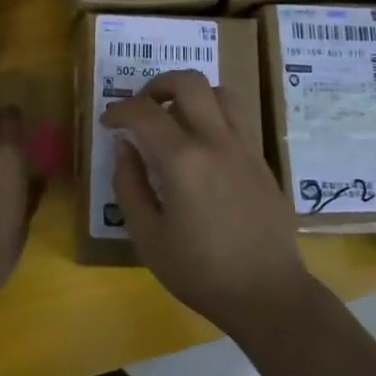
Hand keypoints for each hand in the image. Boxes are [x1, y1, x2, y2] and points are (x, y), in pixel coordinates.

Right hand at [101, 71, 311, 338]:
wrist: (267, 293)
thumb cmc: (200, 272)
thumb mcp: (148, 237)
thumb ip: (129, 185)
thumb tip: (125, 147)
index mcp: (183, 160)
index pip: (144, 112)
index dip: (119, 110)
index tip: (108, 122)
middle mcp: (217, 141)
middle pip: (189, 82)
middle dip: (157, 84)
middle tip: (142, 108)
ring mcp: (245, 147)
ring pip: (220, 92)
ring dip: (191, 95)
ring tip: (174, 119)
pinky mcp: (262, 160)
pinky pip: (237, 119)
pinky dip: (213, 116)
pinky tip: (202, 147)